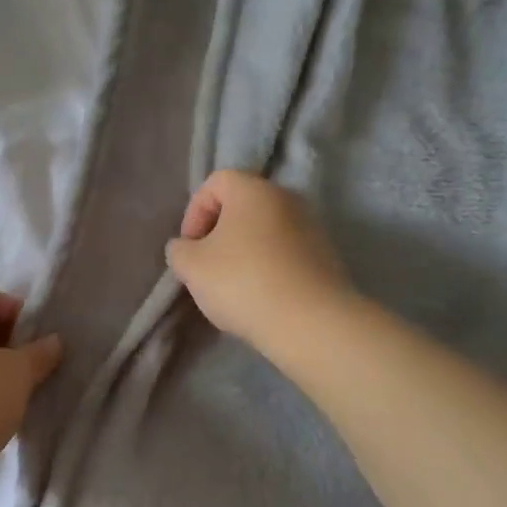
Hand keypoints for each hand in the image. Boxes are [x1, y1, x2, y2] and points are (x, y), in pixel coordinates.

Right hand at [166, 170, 350, 349]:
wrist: (311, 323)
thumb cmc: (243, 282)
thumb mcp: (191, 266)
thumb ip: (179, 250)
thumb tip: (186, 247)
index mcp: (253, 190)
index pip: (216, 182)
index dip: (195, 211)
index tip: (190, 246)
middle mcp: (287, 198)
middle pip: (243, 205)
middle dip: (219, 232)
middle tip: (207, 265)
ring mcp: (312, 227)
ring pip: (265, 230)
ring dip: (244, 251)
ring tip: (234, 286)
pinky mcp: (326, 257)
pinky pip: (286, 252)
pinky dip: (269, 266)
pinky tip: (261, 297)